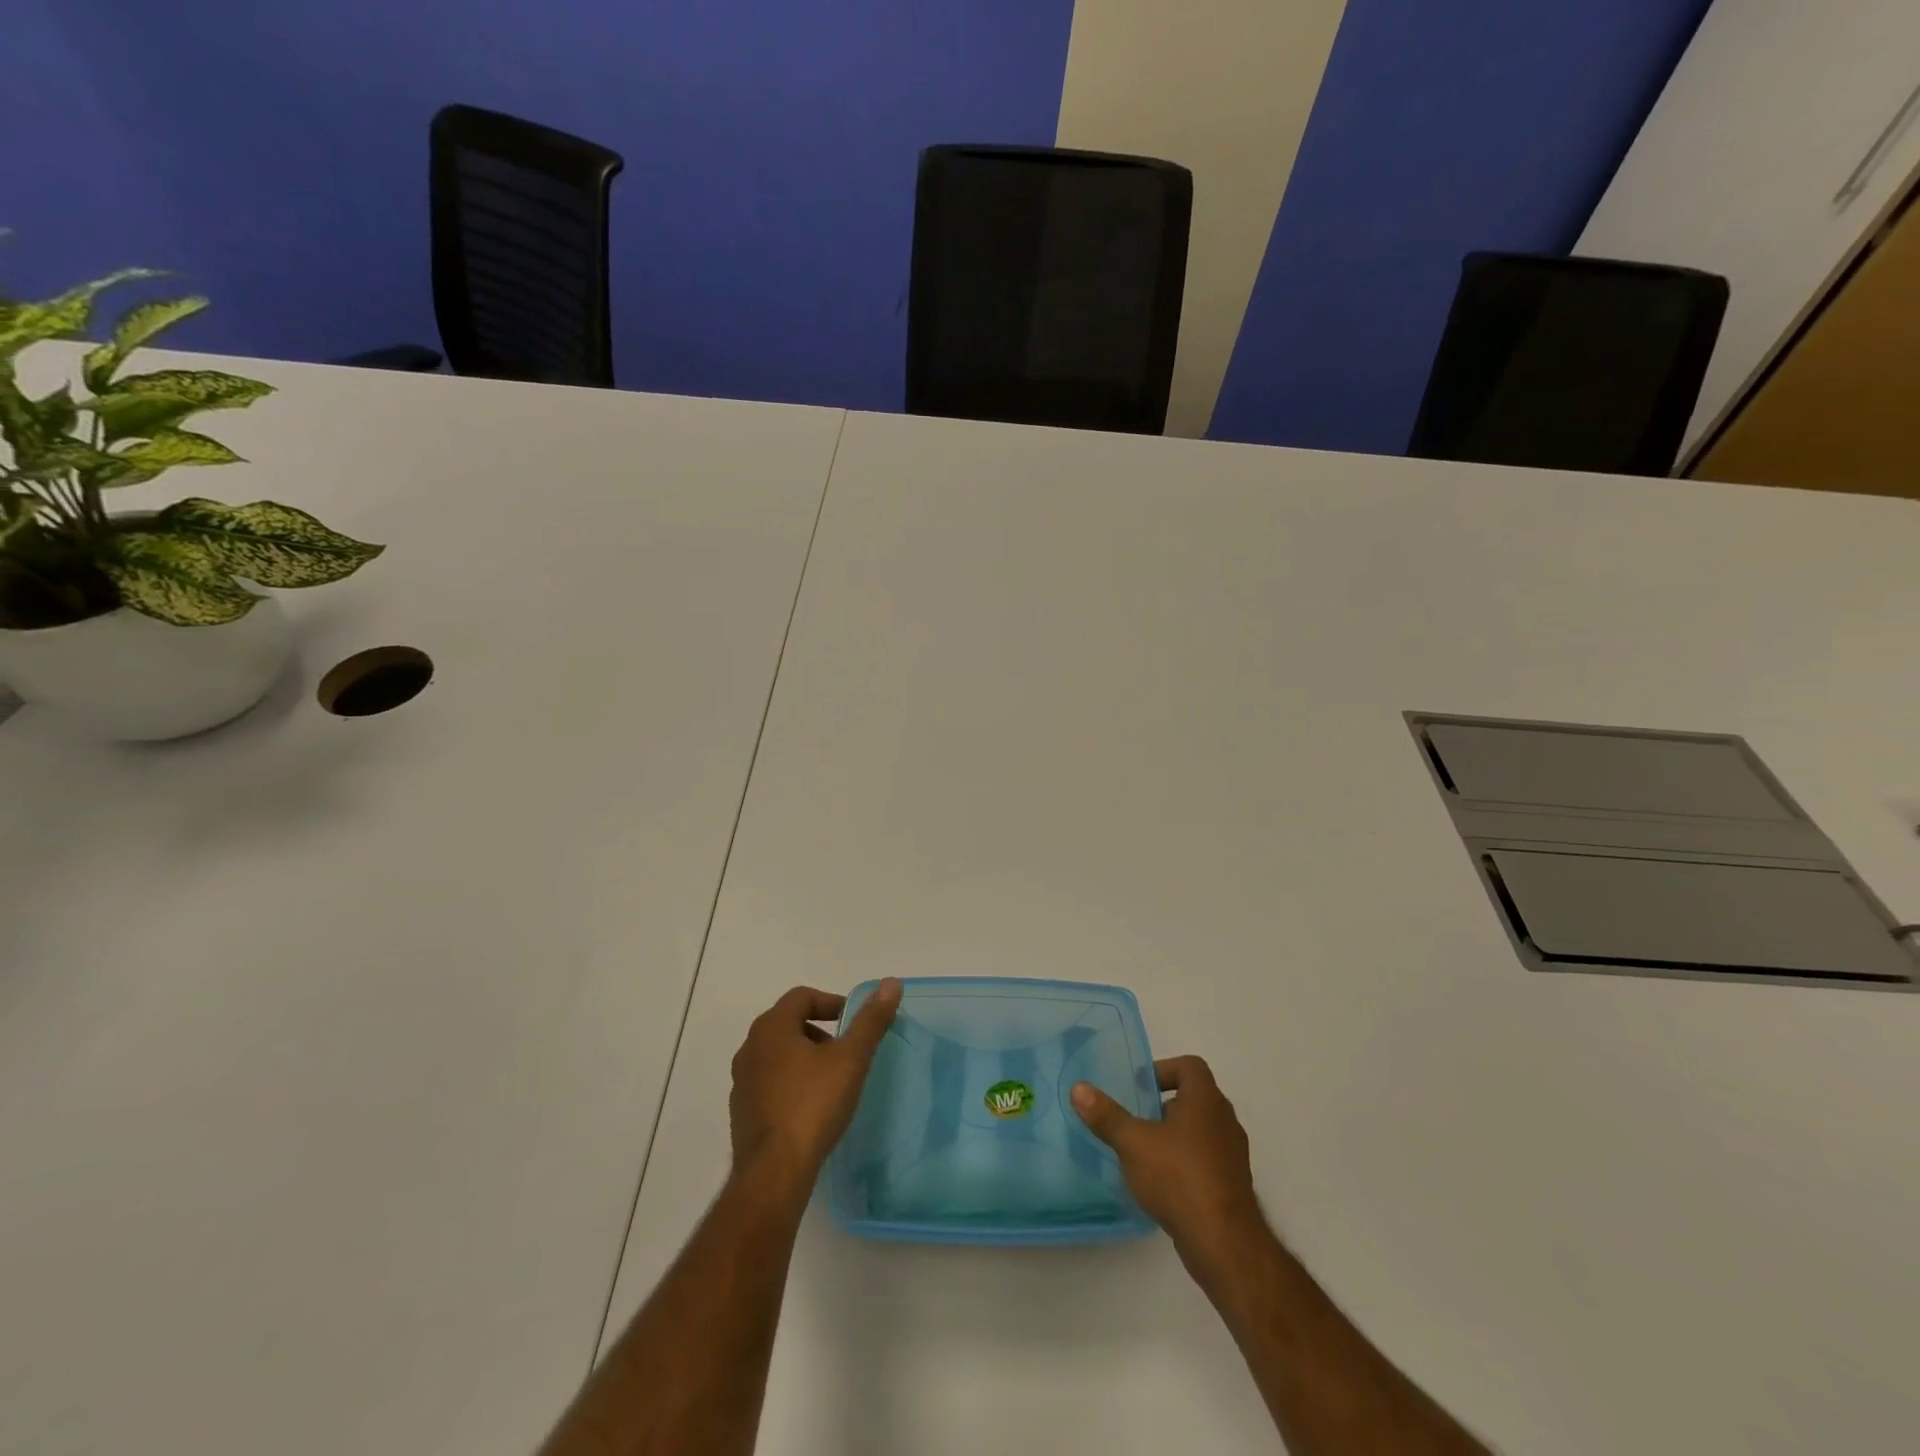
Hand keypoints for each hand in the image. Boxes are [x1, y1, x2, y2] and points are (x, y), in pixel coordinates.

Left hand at [729, 979, 901, 1183]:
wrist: (774, 1173)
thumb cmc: (813, 1105)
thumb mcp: (851, 1059)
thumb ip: (870, 1020)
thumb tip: (891, 983)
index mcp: (772, 1027)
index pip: (802, 997)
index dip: (831, 1003)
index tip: (852, 1022)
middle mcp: (750, 1048)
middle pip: (788, 1023)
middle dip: (819, 1030)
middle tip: (845, 1051)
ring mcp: (742, 1082)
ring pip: (777, 1054)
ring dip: (804, 1057)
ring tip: (831, 1080)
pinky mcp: (741, 1112)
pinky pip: (769, 1083)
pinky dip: (790, 1083)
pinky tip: (810, 1107)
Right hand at [1072, 1056, 1264, 1262]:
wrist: (1223, 1243)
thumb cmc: (1178, 1177)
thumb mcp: (1133, 1143)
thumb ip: (1106, 1115)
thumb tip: (1078, 1088)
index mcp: (1205, 1099)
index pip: (1190, 1066)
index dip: (1164, 1069)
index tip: (1140, 1087)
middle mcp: (1224, 1120)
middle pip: (1195, 1097)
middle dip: (1165, 1104)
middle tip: (1137, 1117)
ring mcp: (1233, 1154)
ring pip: (1202, 1130)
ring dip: (1176, 1134)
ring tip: (1145, 1150)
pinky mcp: (1233, 1184)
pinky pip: (1207, 1159)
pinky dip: (1186, 1161)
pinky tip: (1163, 1182)